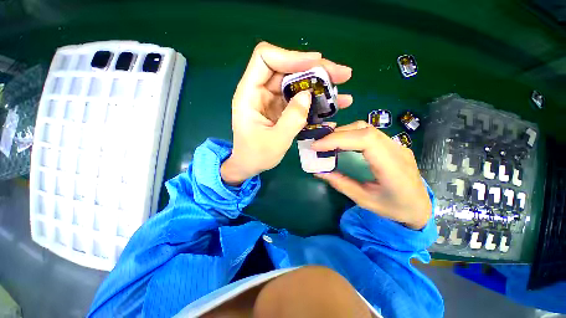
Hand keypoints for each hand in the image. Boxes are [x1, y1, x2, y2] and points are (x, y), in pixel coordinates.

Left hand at [221, 42, 352, 184]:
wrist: (249, 165)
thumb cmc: (256, 155)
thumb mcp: (275, 141)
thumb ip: (292, 119)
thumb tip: (308, 95)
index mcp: (249, 94)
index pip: (266, 59)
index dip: (291, 57)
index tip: (316, 63)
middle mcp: (260, 91)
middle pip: (287, 69)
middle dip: (315, 70)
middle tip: (342, 74)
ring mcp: (271, 100)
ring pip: (296, 83)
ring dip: (319, 85)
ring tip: (342, 89)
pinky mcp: (280, 109)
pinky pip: (299, 99)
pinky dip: (315, 100)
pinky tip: (332, 105)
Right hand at [311, 121, 431, 228]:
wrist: (420, 207)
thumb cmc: (394, 208)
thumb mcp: (364, 200)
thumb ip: (341, 183)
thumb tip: (318, 171)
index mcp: (393, 167)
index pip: (365, 140)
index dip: (338, 139)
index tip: (317, 146)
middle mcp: (397, 150)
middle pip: (364, 130)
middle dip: (336, 134)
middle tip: (318, 144)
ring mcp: (396, 145)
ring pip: (366, 128)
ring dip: (343, 132)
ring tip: (327, 143)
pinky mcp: (392, 144)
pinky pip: (368, 132)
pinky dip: (350, 134)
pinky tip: (341, 143)